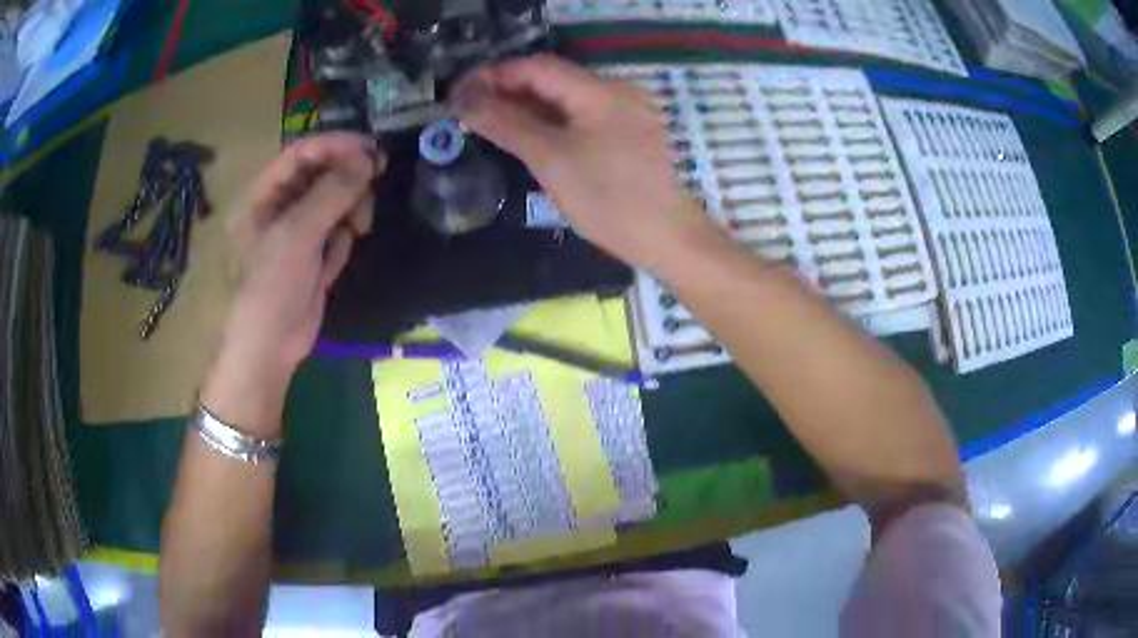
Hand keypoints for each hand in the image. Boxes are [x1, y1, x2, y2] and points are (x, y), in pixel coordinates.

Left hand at [201, 133, 381, 435]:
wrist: (273, 345)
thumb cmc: (272, 284)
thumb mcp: (298, 234)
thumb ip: (332, 193)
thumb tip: (368, 160)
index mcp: (265, 195)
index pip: (301, 155)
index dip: (334, 145)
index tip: (369, 147)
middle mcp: (282, 207)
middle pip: (322, 175)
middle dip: (348, 179)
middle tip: (375, 180)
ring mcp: (300, 231)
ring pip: (335, 202)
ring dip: (351, 209)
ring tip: (358, 228)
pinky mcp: (316, 253)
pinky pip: (338, 230)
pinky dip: (343, 239)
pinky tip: (337, 258)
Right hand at [453, 55, 720, 271]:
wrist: (667, 240)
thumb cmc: (609, 200)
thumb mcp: (551, 160)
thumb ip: (506, 124)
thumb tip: (465, 100)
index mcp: (601, 91)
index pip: (539, 67)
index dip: (496, 75)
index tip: (461, 93)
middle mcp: (617, 92)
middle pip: (553, 80)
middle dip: (509, 92)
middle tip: (470, 112)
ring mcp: (626, 113)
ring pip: (567, 100)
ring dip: (528, 108)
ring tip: (491, 124)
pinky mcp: (629, 134)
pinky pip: (582, 118)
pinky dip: (552, 123)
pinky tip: (528, 136)